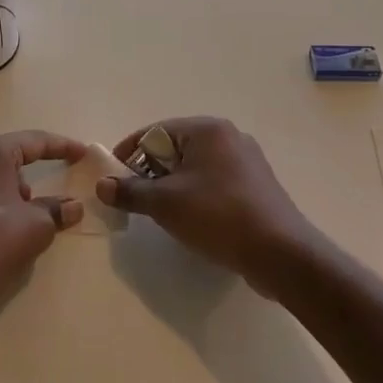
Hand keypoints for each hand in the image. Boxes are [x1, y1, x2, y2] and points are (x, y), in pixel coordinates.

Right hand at [97, 117, 313, 283]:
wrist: (280, 252)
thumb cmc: (218, 216)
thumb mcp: (165, 203)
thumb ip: (130, 191)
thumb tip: (102, 186)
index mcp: (208, 130)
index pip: (155, 131)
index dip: (129, 152)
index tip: (112, 176)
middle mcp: (229, 137)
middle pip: (176, 147)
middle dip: (150, 170)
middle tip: (134, 197)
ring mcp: (247, 162)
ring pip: (196, 167)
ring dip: (172, 185)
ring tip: (159, 211)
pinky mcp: (256, 186)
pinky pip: (214, 182)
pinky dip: (195, 194)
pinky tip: (191, 219)